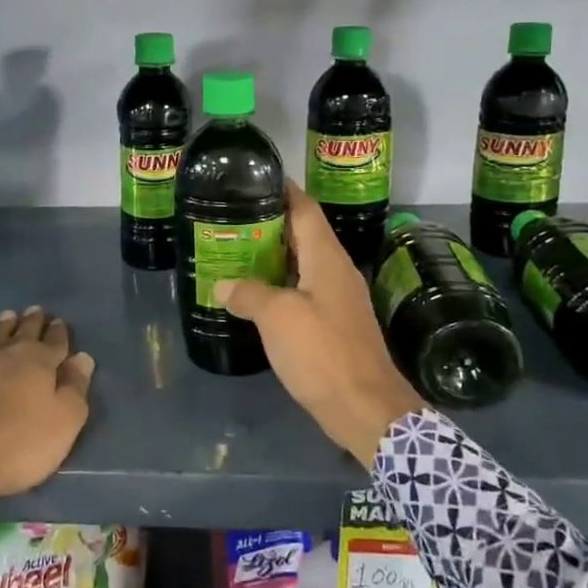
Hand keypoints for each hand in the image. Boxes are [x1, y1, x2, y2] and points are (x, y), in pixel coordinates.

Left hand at [0, 306, 94, 515]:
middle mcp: (7, 353)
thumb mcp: (62, 424)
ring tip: (8, 315)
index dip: (59, 333)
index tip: (60, 322)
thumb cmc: (16, 446)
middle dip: (33, 322)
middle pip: (24, 332)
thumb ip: (75, 389)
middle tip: (36, 310)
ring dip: (3, 325)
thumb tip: (83, 357)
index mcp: (39, 363)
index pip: (55, 342)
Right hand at [215, 183, 424, 467]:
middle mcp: (335, 270)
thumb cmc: (322, 353)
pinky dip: (279, 284)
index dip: (282, 189)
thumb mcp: (278, 318)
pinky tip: (255, 294)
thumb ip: (248, 294)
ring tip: (235, 250)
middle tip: (231, 217)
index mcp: (327, 258)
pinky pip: (303, 290)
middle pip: (303, 233)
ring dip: (272, 256)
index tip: (253, 178)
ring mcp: (337, 298)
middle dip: (269, 222)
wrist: (365, 409)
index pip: (305, 208)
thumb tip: (222, 284)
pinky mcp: (334, 323)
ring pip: (302, 264)